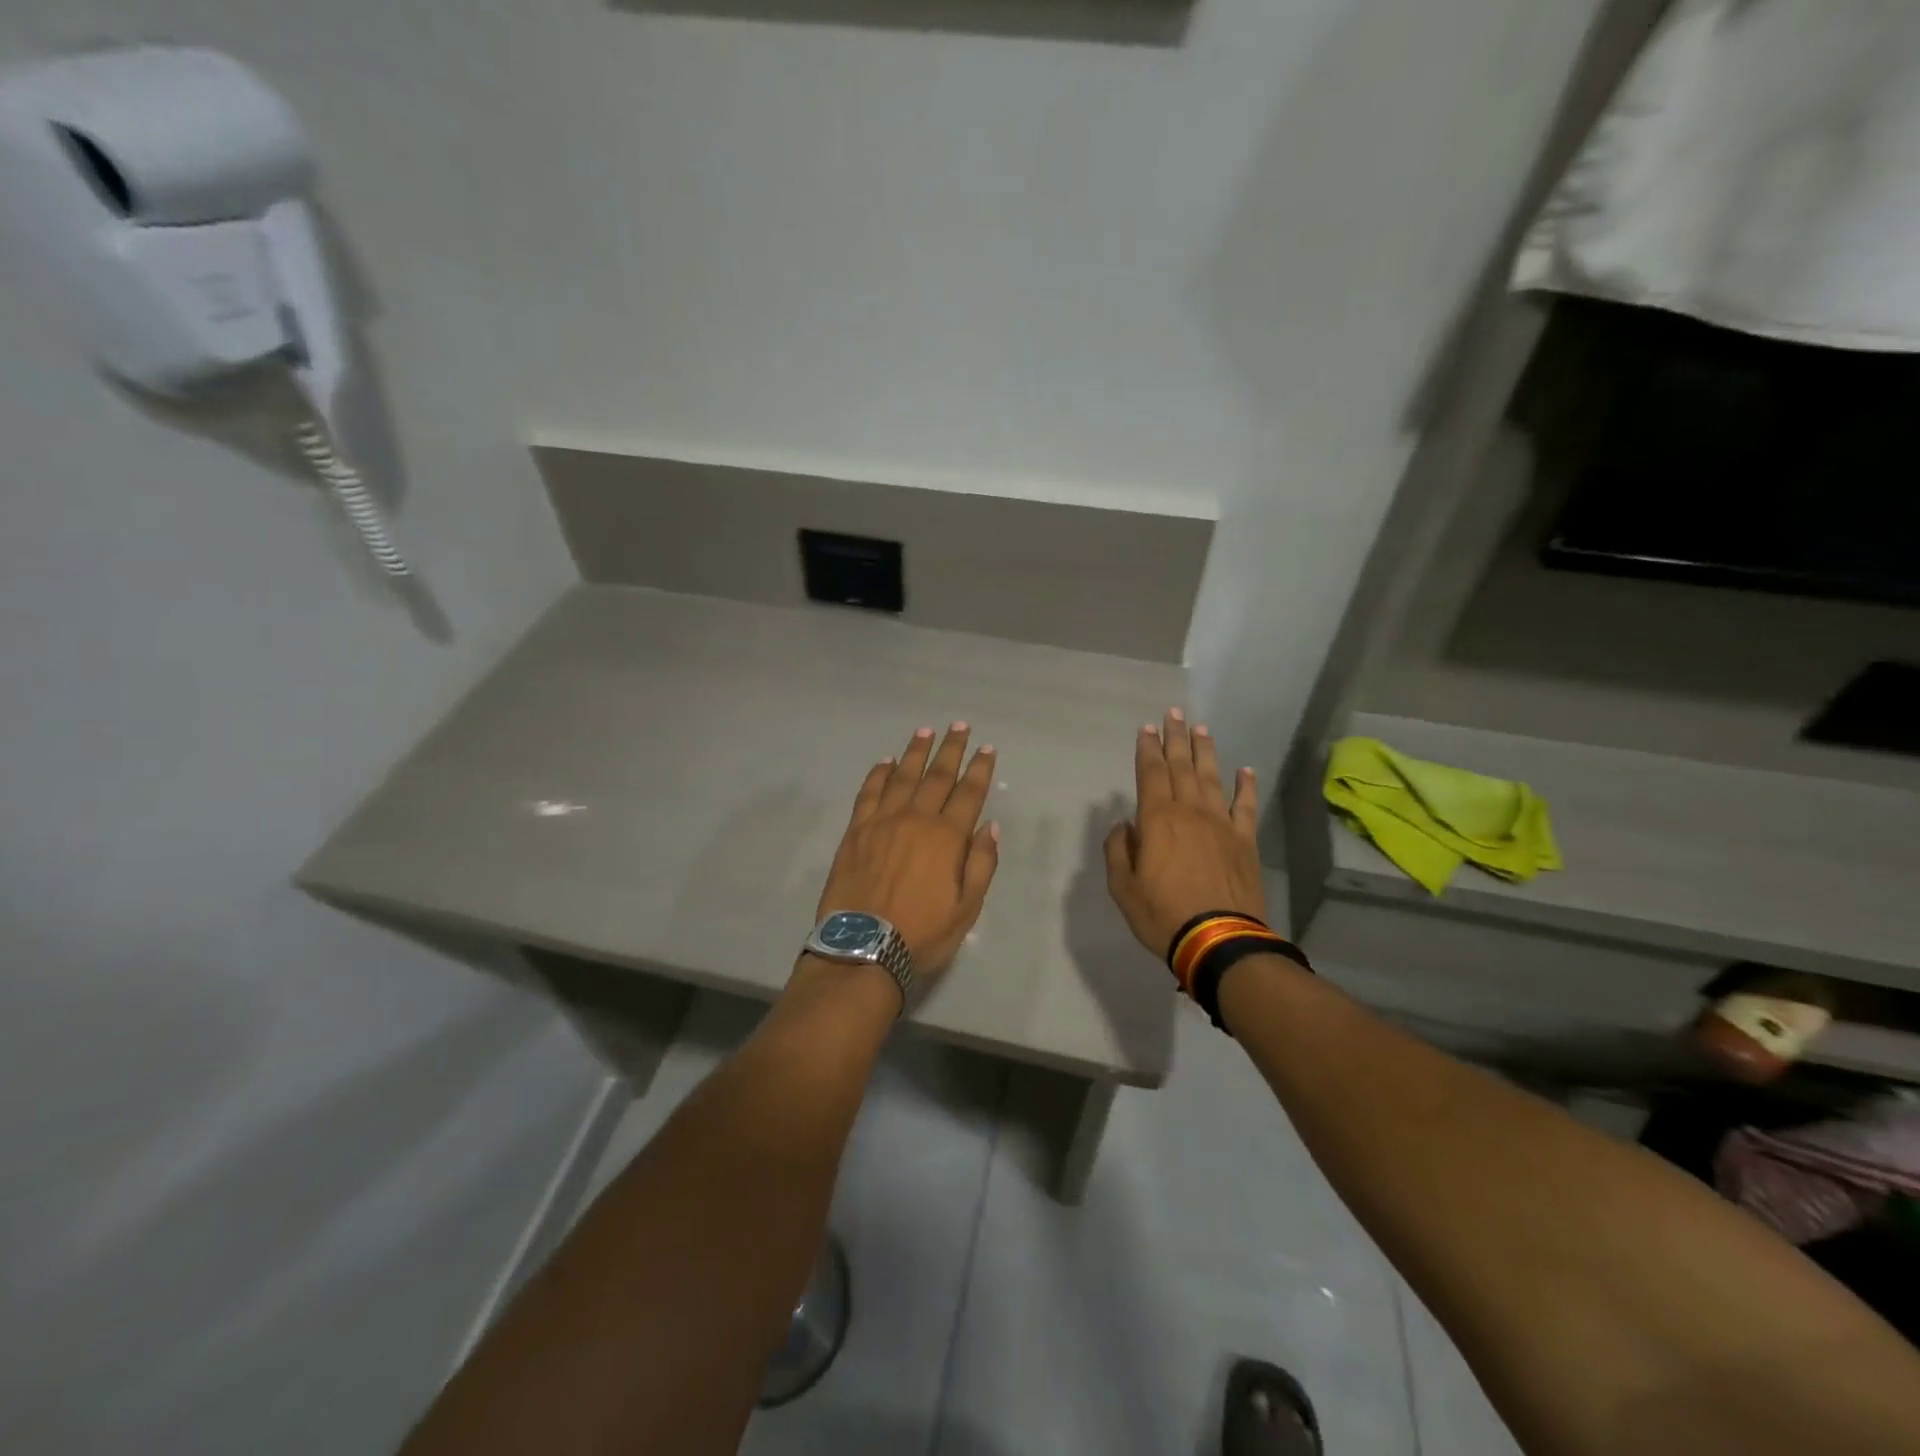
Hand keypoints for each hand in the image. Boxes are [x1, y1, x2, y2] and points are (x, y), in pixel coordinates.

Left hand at [812, 723, 1000, 983]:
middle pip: (937, 776)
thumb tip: (990, 826)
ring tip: (926, 731)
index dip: (980, 769)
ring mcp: (882, 822)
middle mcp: (916, 819)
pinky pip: (868, 793)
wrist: (863, 948)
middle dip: (951, 749)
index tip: (987, 749)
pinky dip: (878, 774)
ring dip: (916, 752)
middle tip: (959, 726)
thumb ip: (981, 864)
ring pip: (902, 776)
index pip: (968, 793)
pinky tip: (885, 762)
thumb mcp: (967, 908)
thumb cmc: (922, 932)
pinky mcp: (855, 831)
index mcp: (947, 837)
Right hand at [1105, 708, 1265, 958]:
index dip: (1147, 749)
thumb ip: (1118, 850)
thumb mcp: (1123, 887)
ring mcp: (1222, 825)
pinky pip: (1246, 807)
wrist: (1219, 940)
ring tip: (1201, 729)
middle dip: (1176, 739)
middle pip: (1182, 767)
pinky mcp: (1245, 842)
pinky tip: (1246, 771)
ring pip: (1213, 778)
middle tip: (1174, 713)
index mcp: (1158, 819)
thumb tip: (1123, 825)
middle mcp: (1190, 812)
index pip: (1150, 773)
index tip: (1146, 728)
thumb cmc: (1162, 914)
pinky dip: (1246, 787)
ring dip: (1205, 752)